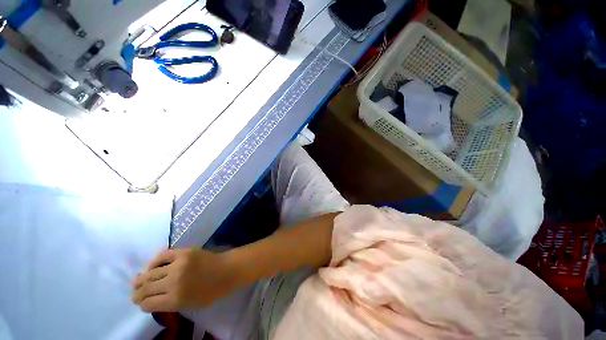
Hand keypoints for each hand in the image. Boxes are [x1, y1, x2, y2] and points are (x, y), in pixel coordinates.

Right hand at [131, 248, 238, 311]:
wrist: (226, 270)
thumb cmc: (211, 291)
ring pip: (150, 273)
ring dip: (141, 278)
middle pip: (146, 288)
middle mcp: (173, 282)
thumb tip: (152, 300)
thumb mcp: (190, 305)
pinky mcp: (184, 252)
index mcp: (175, 299)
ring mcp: (178, 264)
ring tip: (137, 281)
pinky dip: (154, 262)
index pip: (148, 304)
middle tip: (134, 294)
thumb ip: (170, 304)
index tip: (140, 304)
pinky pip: (162, 256)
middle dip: (137, 293)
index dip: (142, 305)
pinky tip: (151, 267)